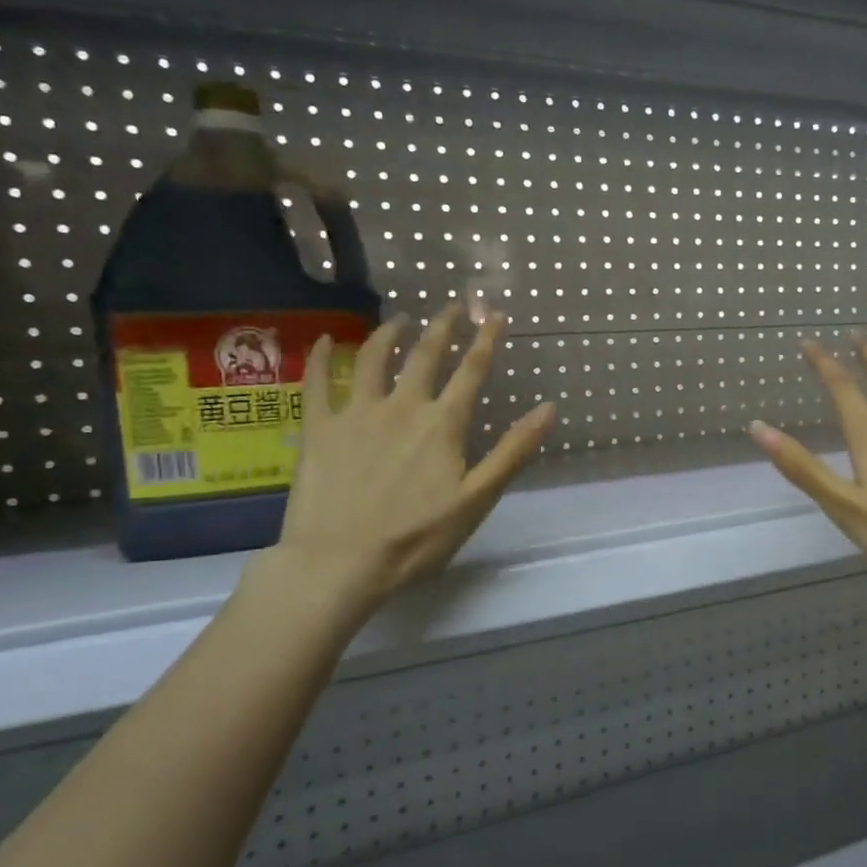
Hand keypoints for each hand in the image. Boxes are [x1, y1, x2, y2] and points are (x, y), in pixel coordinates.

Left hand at [268, 301, 554, 628]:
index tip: (495, 313)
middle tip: (452, 305)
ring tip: (399, 319)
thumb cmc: (417, 537)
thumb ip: (513, 450)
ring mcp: (356, 413)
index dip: (486, 339)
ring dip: (388, 333)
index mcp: (442, 424)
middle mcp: (401, 406)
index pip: (471, 371)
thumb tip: (549, 408)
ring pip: (372, 358)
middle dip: (442, 326)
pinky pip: (317, 383)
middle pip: (424, 354)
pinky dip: (320, 356)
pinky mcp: (319, 428)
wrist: (340, 561)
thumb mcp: (477, 499)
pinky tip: (323, 340)